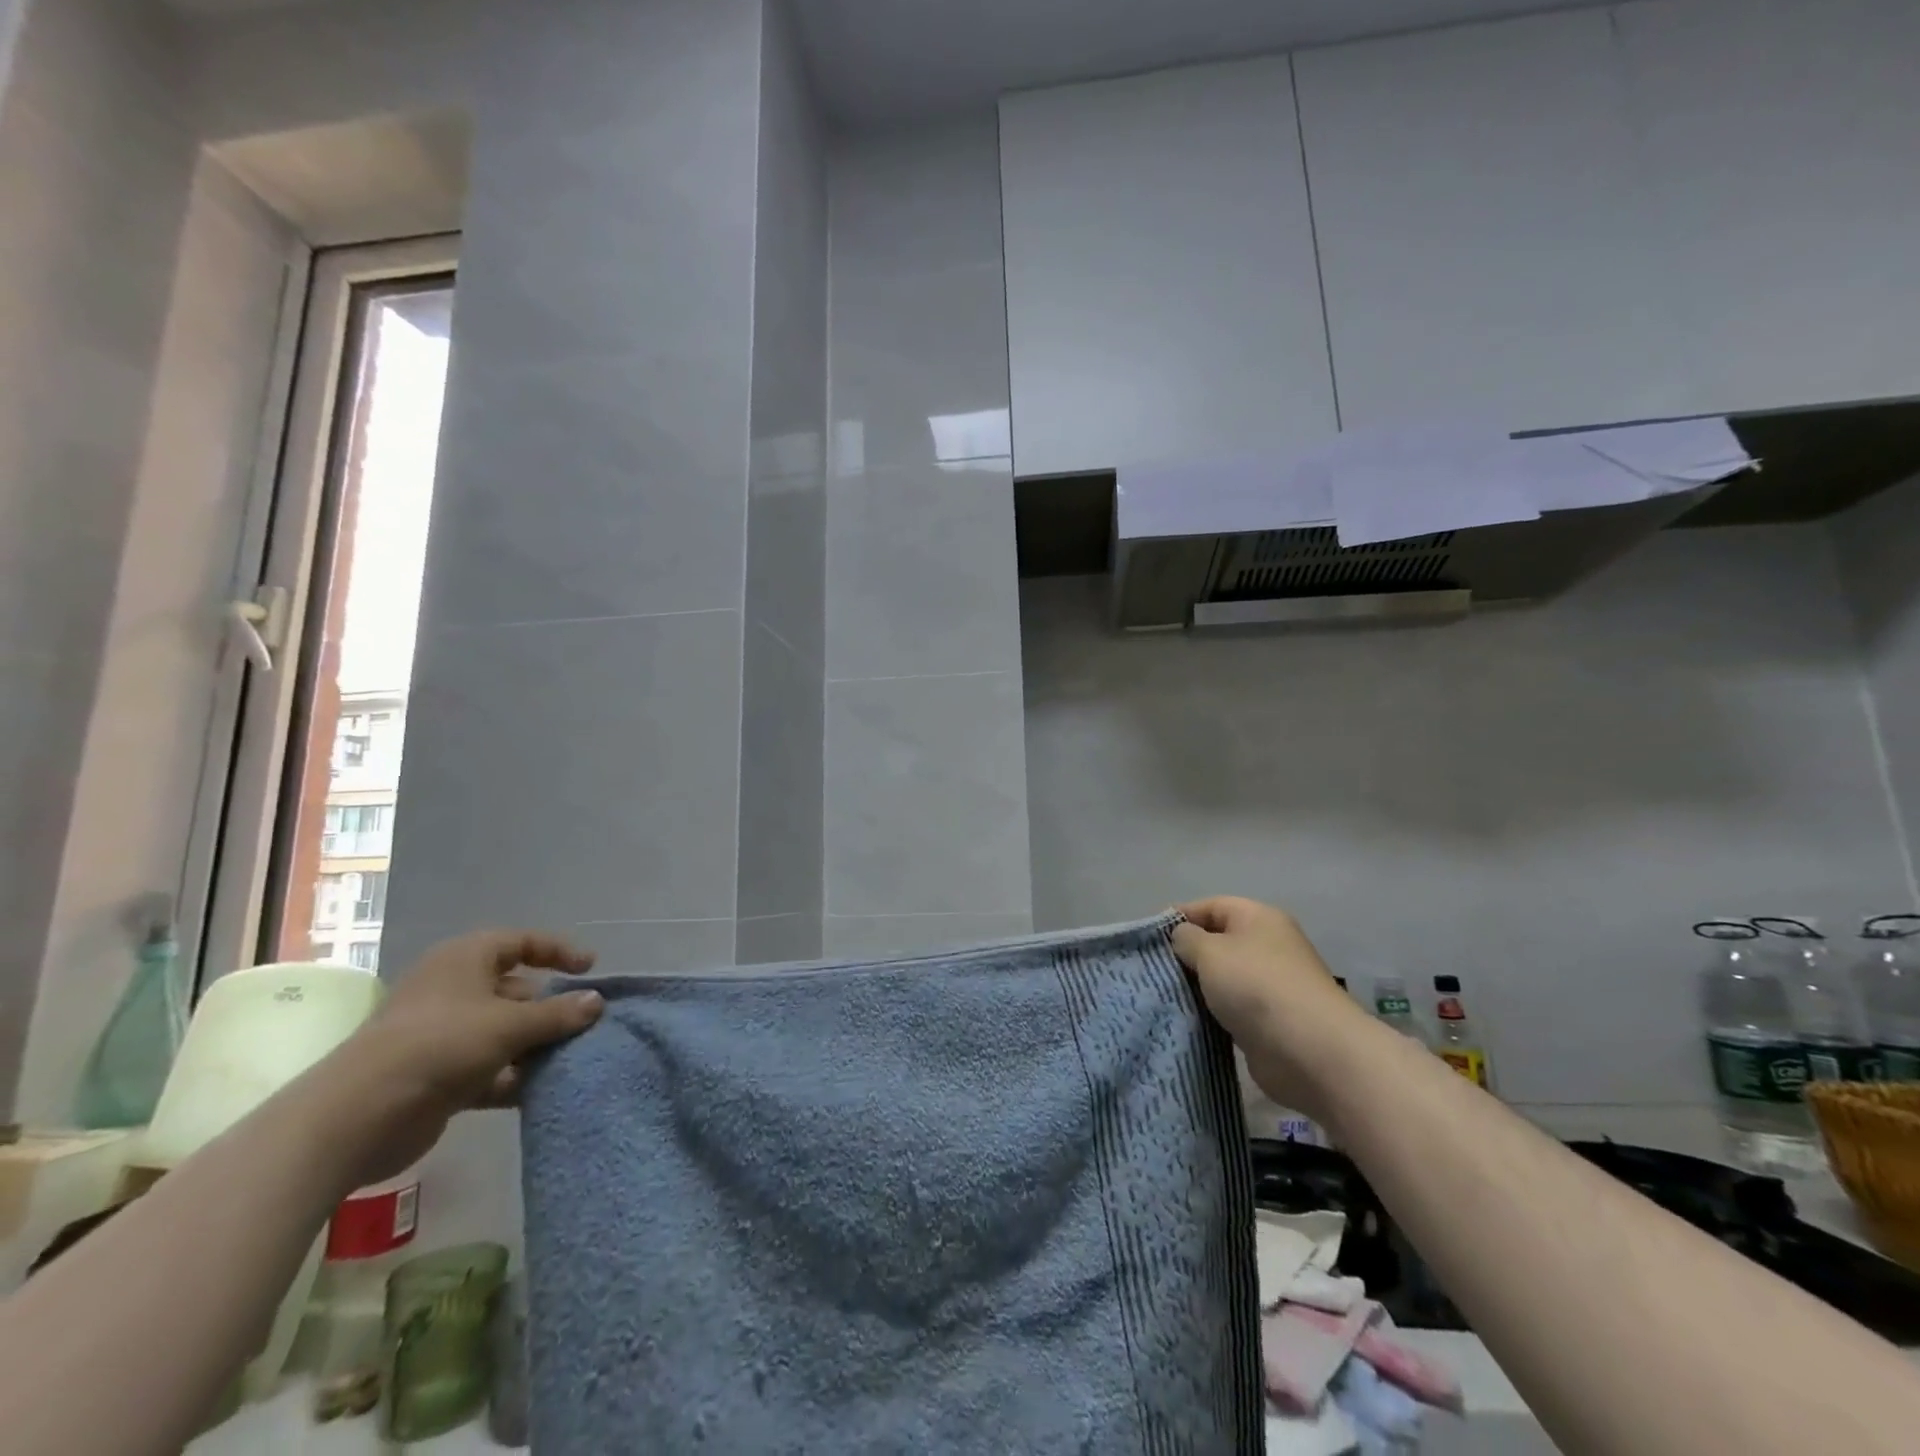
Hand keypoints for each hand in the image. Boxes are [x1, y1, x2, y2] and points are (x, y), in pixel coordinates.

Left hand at [326, 930, 603, 1185]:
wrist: (359, 1116)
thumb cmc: (440, 1045)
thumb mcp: (510, 1024)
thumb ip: (558, 1014)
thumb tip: (596, 1002)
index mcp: (464, 960)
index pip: (521, 942)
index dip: (558, 950)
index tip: (590, 968)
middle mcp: (453, 990)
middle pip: (515, 989)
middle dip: (550, 1006)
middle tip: (585, 1022)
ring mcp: (443, 1034)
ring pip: (503, 1031)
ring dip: (535, 1044)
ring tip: (572, 1056)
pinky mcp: (438, 1075)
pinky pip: (488, 1067)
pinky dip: (513, 1075)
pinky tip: (542, 1088)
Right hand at [1172, 897, 1361, 1119]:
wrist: (1310, 1051)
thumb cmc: (1256, 986)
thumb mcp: (1210, 952)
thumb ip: (1188, 939)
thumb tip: (1183, 938)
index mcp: (1258, 918)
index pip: (1211, 906)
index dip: (1180, 917)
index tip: (1150, 938)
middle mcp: (1268, 946)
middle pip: (1218, 942)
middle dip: (1187, 955)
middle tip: (1154, 970)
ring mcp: (1271, 986)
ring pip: (1223, 979)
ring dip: (1198, 988)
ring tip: (1165, 996)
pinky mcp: (1269, 1022)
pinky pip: (1231, 1009)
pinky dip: (1212, 1014)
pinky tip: (1189, 1020)